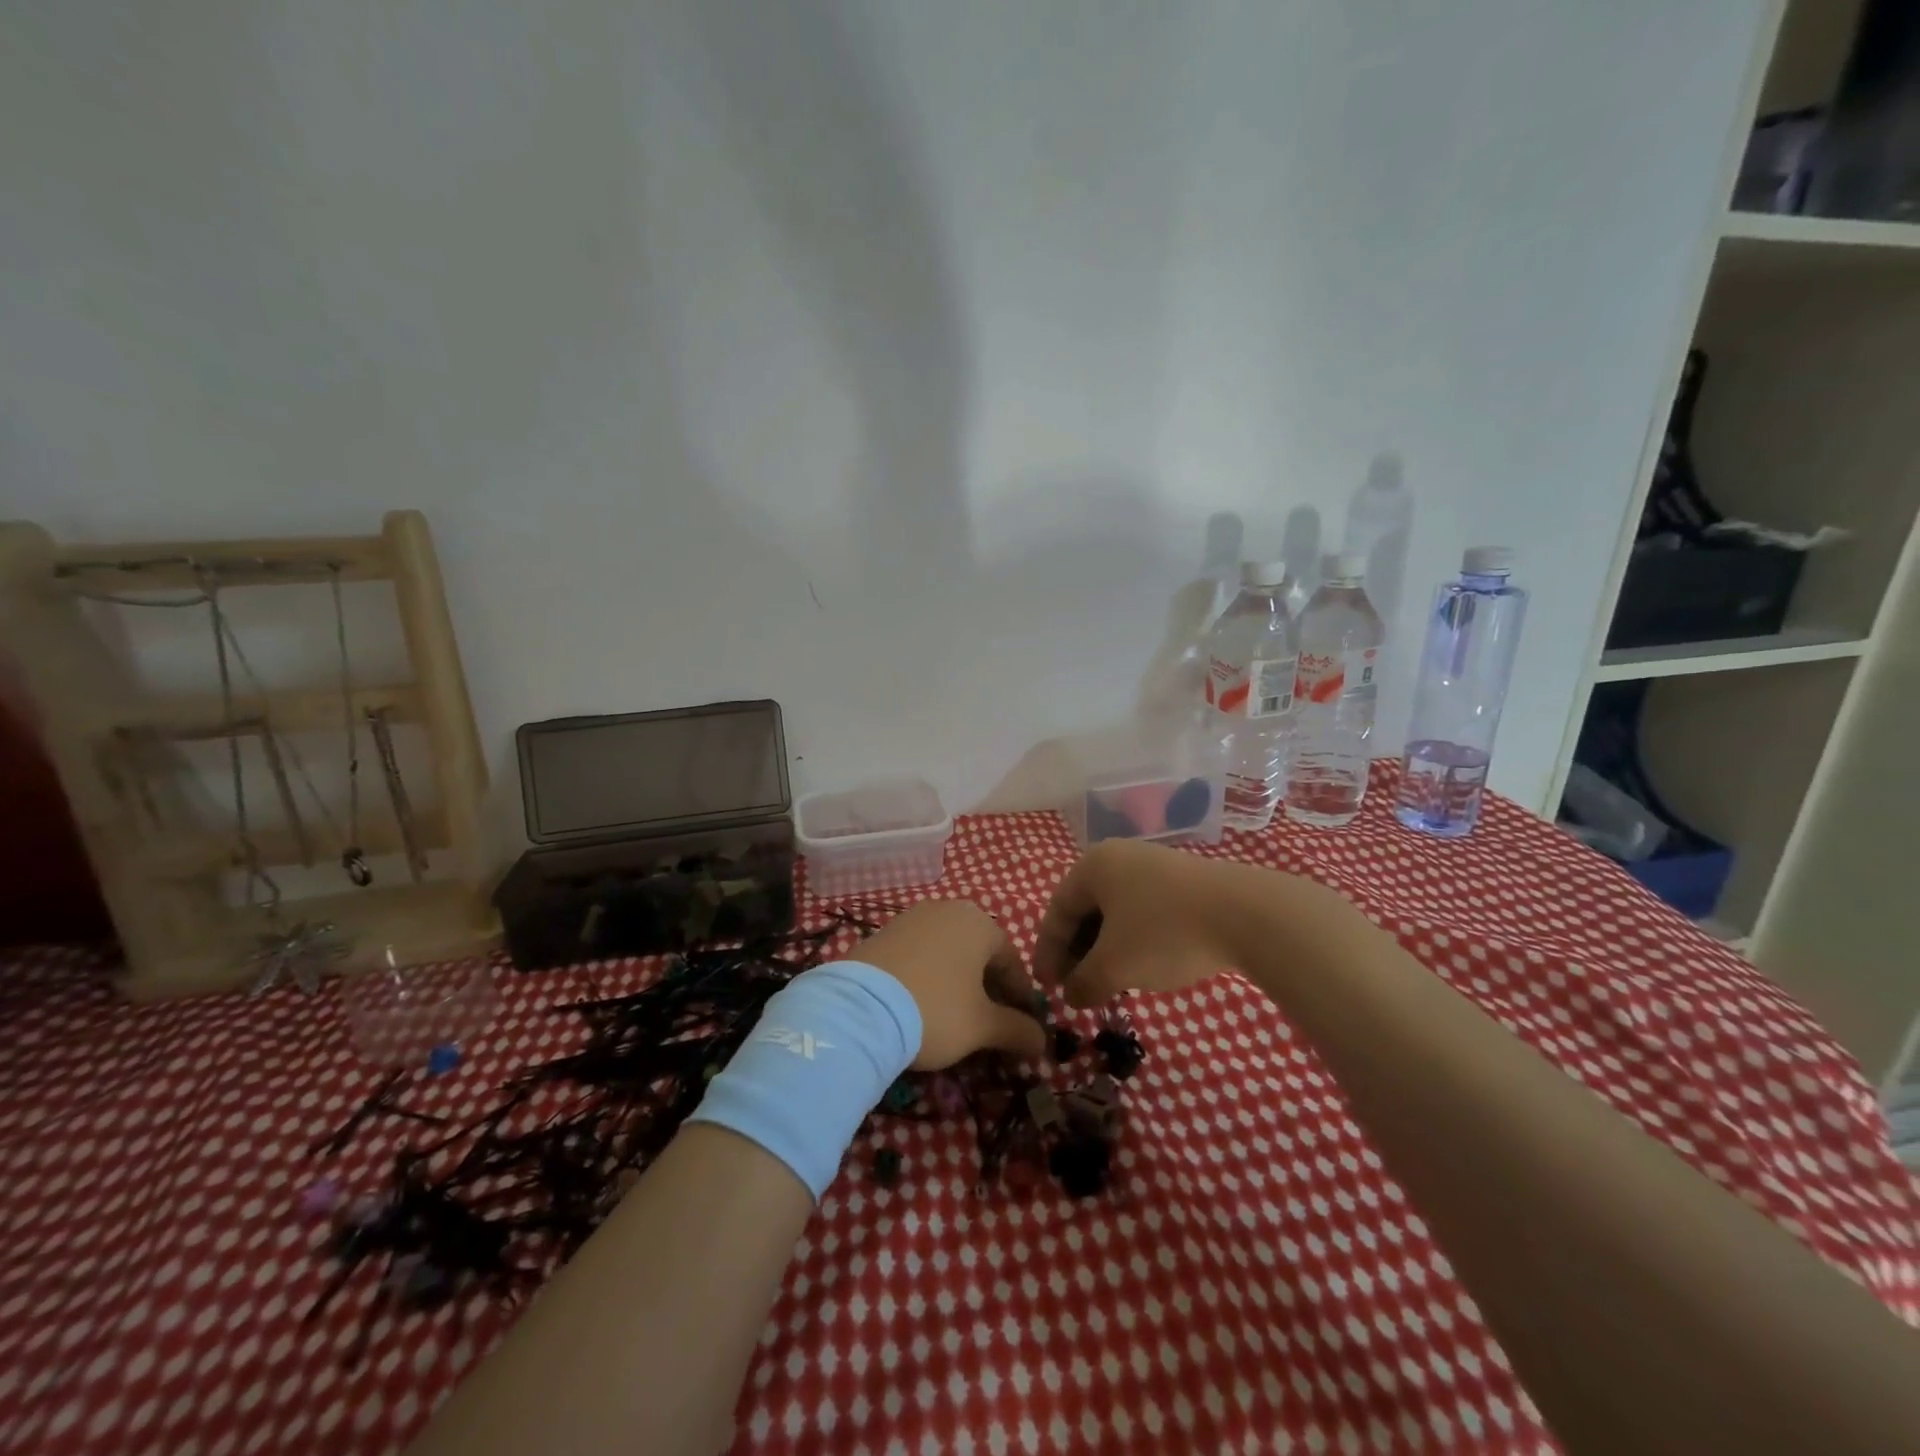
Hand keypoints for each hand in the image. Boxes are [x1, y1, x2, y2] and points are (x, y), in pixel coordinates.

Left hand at [853, 901, 1047, 1068]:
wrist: (858, 1009)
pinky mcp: (882, 932)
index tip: (1023, 1028)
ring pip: (948, 952)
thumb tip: (1042, 1041)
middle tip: (991, 1024)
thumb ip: (1017, 1030)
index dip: (1021, 997)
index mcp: (979, 923)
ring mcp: (911, 918)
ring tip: (955, 1016)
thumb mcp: (983, 1026)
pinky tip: (921, 1004)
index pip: (1012, 961)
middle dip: (989, 989)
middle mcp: (947, 909)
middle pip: (979, 953)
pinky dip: (928, 976)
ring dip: (958, 982)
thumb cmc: (935, 1010)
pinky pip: (919, 954)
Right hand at [1033, 841, 1252, 1007]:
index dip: (1048, 952)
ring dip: (1105, 950)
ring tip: (1107, 983)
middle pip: (1085, 910)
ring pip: (1116, 913)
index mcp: (1093, 866)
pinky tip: (1142, 967)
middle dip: (1077, 952)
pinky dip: (1132, 941)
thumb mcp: (1114, 966)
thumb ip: (1084, 982)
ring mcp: (1154, 867)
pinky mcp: (1184, 883)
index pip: (1057, 911)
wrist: (1245, 914)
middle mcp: (1119, 858)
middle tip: (1074, 988)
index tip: (1046, 987)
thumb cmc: (1164, 933)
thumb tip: (1071, 996)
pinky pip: (1143, 912)